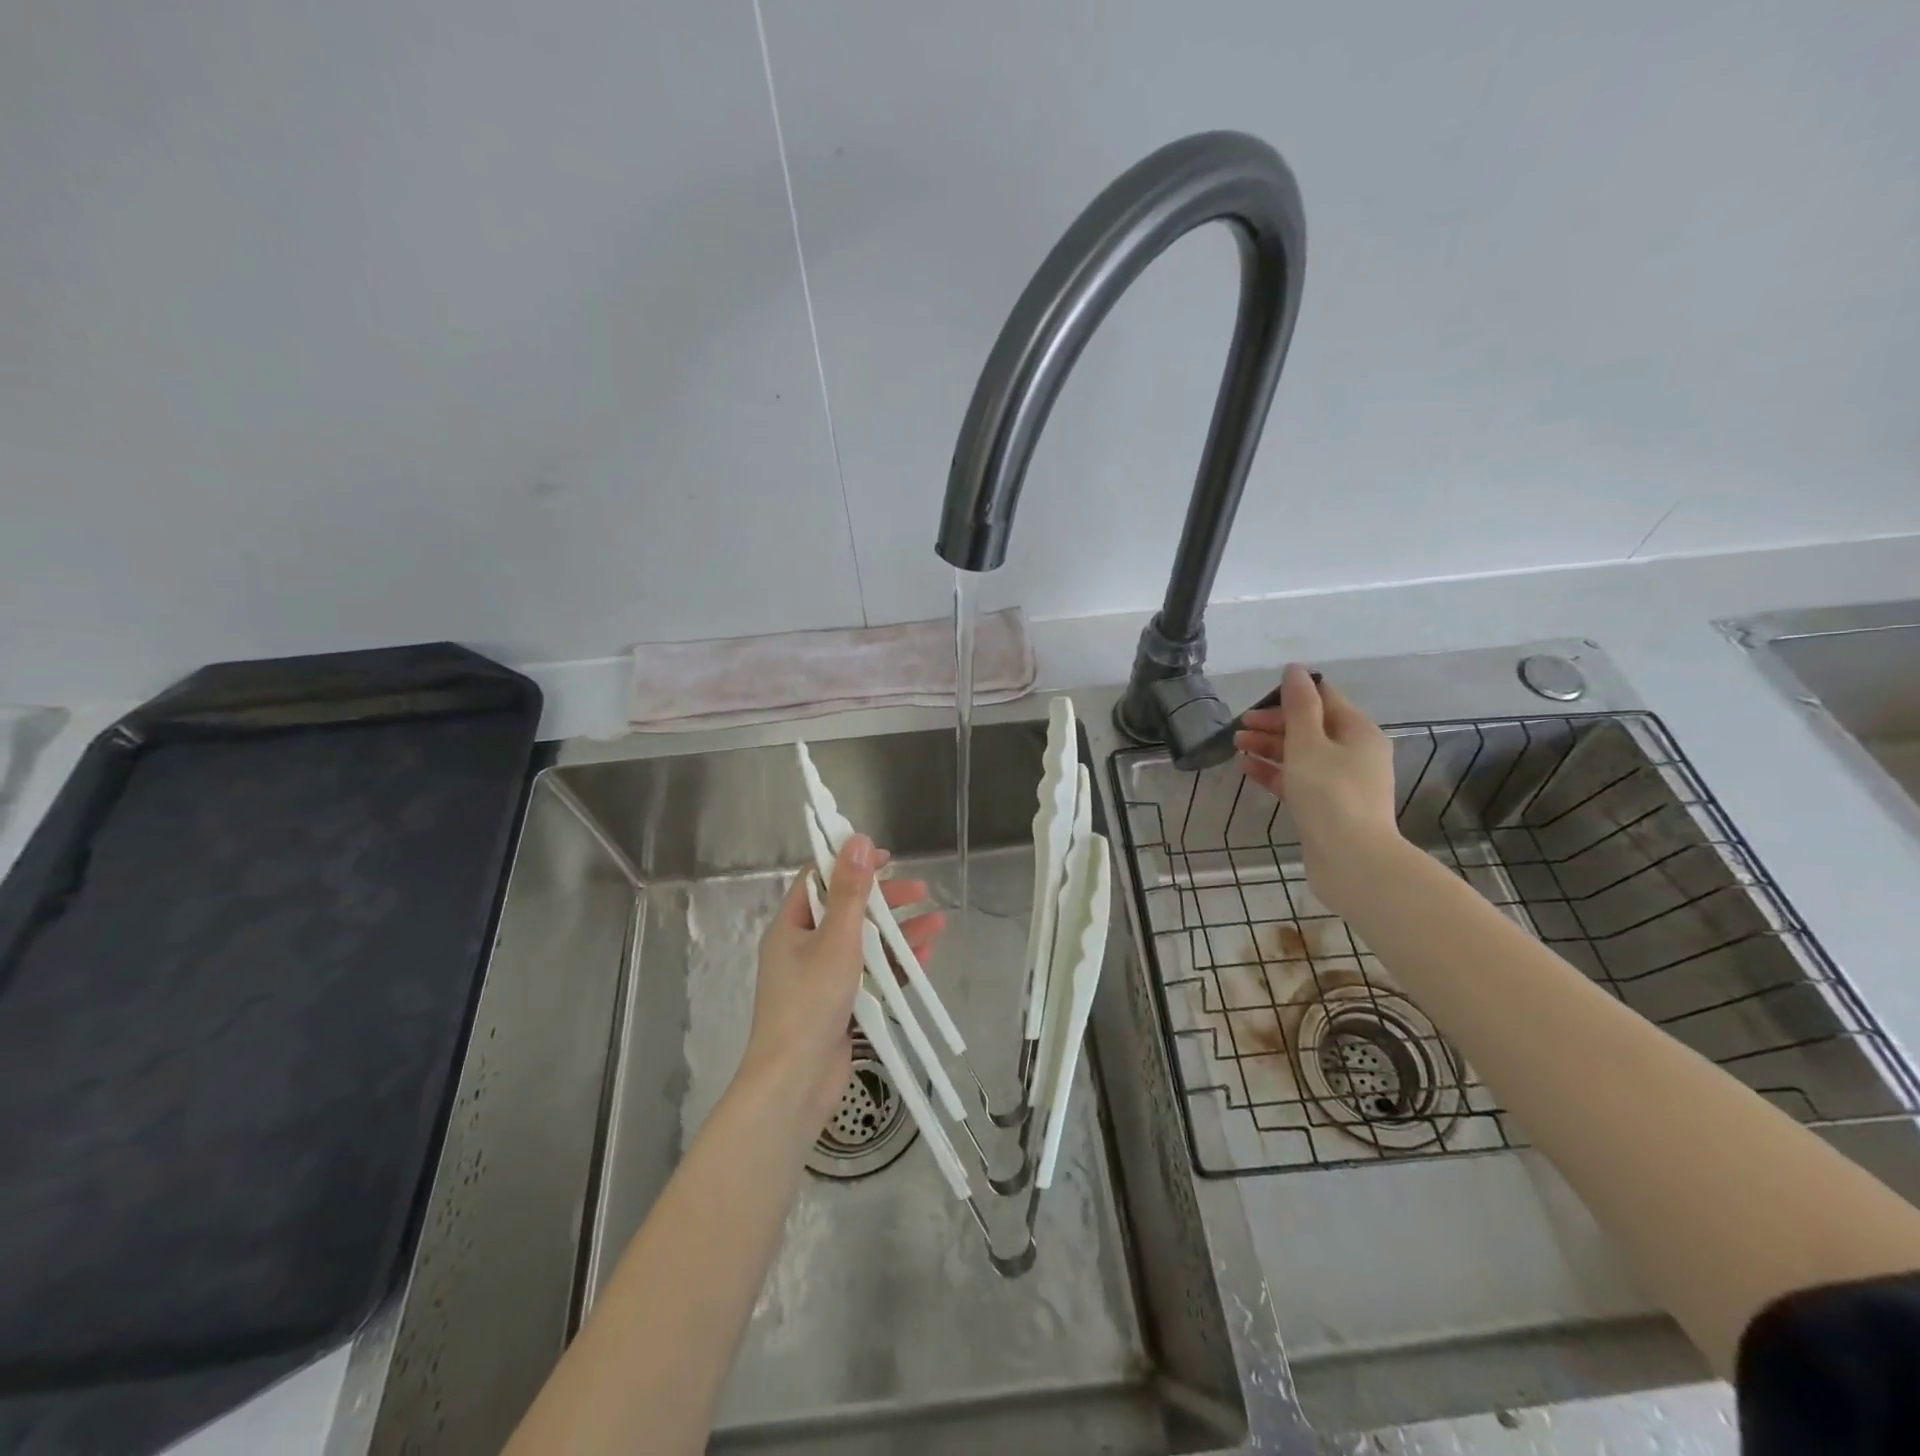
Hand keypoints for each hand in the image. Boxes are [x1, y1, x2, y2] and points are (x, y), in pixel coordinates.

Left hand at [742, 833, 946, 1134]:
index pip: (819, 880)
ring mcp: (822, 979)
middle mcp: (804, 948)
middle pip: (848, 911)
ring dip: (899, 932)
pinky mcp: (840, 1006)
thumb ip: (851, 891)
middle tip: (920, 890)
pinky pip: (871, 975)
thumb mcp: (836, 940)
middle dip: (885, 900)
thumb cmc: (811, 1003)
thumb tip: (858, 840)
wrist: (795, 1083)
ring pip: (865, 944)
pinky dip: (896, 964)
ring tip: (938, 922)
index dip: (851, 863)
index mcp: (791, 927)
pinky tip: (925, 955)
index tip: (886, 857)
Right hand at [1233, 663, 1402, 916]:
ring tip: (1237, 745)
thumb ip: (1299, 706)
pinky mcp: (1327, 806)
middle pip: (1311, 727)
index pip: (1324, 699)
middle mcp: (1355, 753)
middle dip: (1274, 724)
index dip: (1290, 696)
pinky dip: (1274, 771)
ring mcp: (1341, 782)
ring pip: (1301, 754)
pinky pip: (1298, 779)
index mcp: (1358, 731)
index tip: (1256, 702)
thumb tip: (1294, 670)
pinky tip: (1247, 769)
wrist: (1352, 860)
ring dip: (1269, 746)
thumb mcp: (1309, 743)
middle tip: (1240, 726)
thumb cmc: (1330, 794)